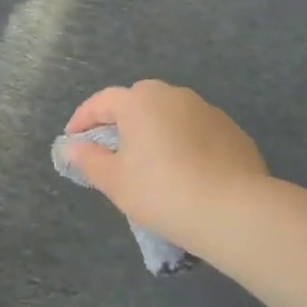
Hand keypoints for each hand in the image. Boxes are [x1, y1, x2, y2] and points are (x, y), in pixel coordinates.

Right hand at [62, 81, 268, 249]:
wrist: (234, 211)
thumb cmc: (161, 191)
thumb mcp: (114, 180)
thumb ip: (88, 160)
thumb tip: (73, 148)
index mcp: (139, 100)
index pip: (101, 102)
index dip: (82, 120)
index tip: (72, 140)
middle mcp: (173, 95)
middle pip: (138, 103)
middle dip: (120, 122)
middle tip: (111, 150)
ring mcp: (207, 111)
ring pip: (170, 116)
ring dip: (155, 132)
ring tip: (149, 163)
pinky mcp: (233, 132)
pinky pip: (196, 132)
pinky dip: (183, 145)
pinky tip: (184, 172)